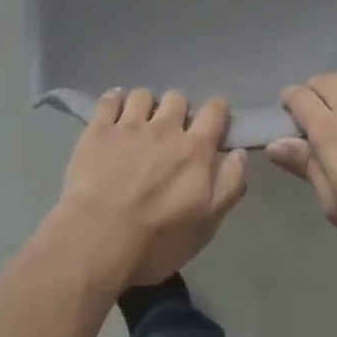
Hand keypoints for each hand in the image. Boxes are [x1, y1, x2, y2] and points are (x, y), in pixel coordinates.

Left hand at [53, 89, 247, 289]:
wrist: (98, 241)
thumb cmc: (157, 241)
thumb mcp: (206, 225)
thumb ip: (229, 185)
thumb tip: (238, 152)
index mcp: (195, 149)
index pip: (215, 110)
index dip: (217, 111)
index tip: (213, 122)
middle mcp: (165, 127)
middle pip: (177, 97)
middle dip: (177, 110)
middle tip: (171, 132)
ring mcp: (129, 125)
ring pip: (143, 95)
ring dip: (145, 105)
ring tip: (139, 123)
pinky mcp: (98, 129)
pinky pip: (110, 99)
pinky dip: (114, 101)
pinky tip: (113, 112)